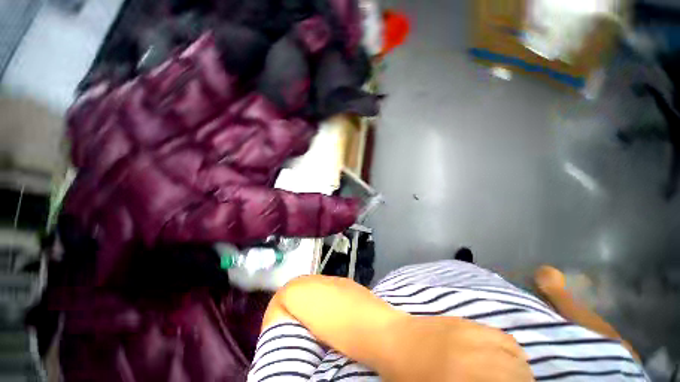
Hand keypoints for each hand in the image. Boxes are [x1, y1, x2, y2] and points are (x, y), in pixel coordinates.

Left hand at [380, 316, 533, 381]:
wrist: (392, 337)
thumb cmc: (408, 374)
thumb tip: (492, 381)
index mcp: (465, 374)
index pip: (509, 381)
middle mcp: (471, 349)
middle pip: (516, 367)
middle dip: (523, 381)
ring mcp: (466, 330)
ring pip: (510, 347)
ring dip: (519, 364)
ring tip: (514, 377)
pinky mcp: (461, 320)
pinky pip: (495, 332)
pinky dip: (508, 347)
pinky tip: (502, 356)